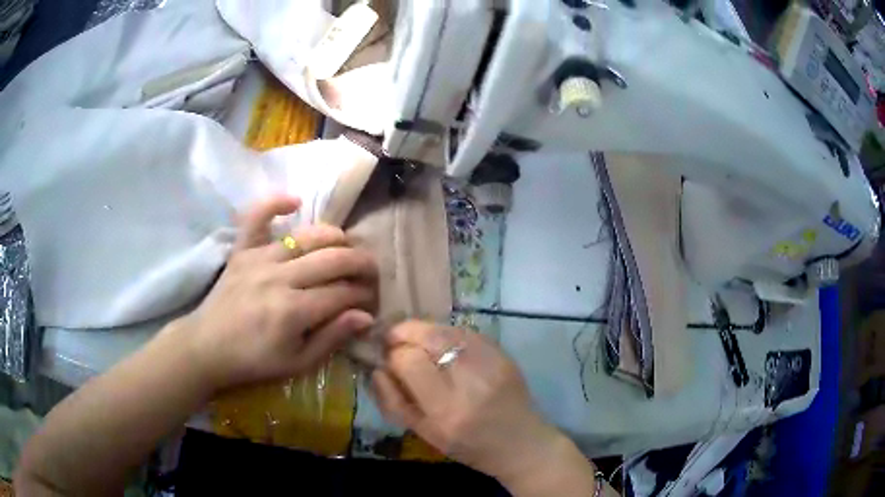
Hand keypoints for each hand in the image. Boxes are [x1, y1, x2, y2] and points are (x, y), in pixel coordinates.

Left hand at [174, 195, 377, 392]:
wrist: (206, 347)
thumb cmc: (253, 361)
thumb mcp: (297, 363)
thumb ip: (332, 338)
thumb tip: (366, 317)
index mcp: (294, 310)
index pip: (344, 293)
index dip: (365, 295)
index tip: (371, 302)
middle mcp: (280, 277)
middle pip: (334, 259)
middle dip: (362, 264)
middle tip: (371, 273)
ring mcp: (259, 259)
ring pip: (307, 236)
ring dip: (335, 237)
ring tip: (347, 246)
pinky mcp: (242, 250)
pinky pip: (257, 218)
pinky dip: (274, 204)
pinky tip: (295, 201)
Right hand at [371, 321, 565, 483]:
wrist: (522, 444)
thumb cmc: (470, 447)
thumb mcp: (425, 434)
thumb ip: (394, 402)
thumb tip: (376, 369)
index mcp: (447, 410)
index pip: (409, 361)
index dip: (392, 354)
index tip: (386, 358)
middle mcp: (471, 382)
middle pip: (429, 336)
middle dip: (404, 332)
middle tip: (394, 340)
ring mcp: (491, 363)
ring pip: (447, 329)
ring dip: (424, 330)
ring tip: (415, 341)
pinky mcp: (504, 354)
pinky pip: (466, 332)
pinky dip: (446, 333)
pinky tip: (441, 345)